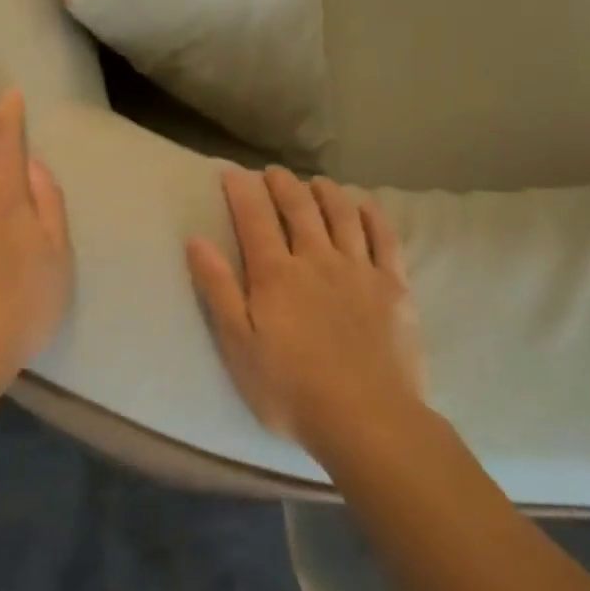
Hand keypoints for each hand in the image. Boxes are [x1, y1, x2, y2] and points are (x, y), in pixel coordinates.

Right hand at [186, 168, 424, 453]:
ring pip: (342, 215)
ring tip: (316, 182)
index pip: (254, 219)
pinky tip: (365, 204)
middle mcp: (317, 260)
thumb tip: (196, 240)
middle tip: (273, 172)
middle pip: (299, 209)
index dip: (242, 191)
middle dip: (283, 184)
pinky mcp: (393, 286)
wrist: (366, 419)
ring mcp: (359, 270)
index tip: (232, 172)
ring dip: (327, 192)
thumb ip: (218, 289)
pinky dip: (373, 215)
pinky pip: (385, 238)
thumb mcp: (238, 346)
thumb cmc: (291, 389)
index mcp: (276, 275)